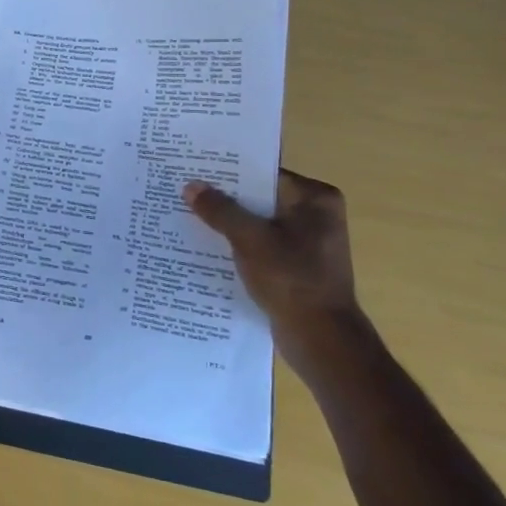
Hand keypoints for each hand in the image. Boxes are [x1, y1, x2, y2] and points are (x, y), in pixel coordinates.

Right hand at [183, 170, 376, 384]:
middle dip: (225, 197)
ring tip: (188, 214)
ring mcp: (307, 241)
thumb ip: (220, 210)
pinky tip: (207, 245)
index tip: (195, 167)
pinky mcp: (296, 265)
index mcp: (315, 198)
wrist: (321, 338)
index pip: (264, 173)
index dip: (229, 171)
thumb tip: (191, 186)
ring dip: (228, 222)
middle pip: (260, 197)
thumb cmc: (291, 279)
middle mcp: (316, 214)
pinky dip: (238, 243)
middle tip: (184, 189)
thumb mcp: (249, 239)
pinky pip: (260, 244)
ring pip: (257, 222)